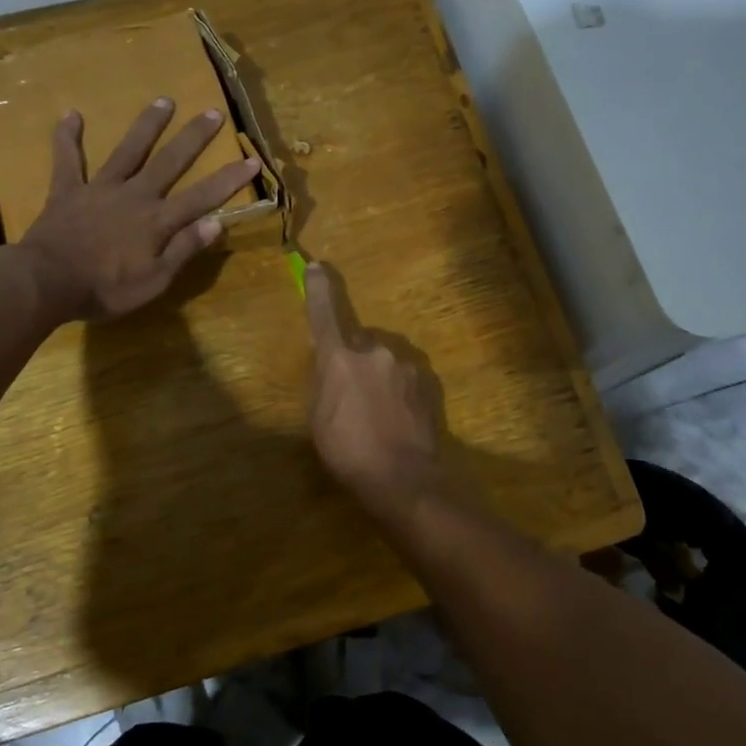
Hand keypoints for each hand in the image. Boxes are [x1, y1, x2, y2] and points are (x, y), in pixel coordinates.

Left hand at [13, 98, 259, 321]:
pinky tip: (70, 114)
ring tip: (164, 100)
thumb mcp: (154, 281)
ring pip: (128, 151)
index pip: (203, 197)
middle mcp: (135, 196)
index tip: (252, 160)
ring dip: (147, 125)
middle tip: (213, 112)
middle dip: (194, 138)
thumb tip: (217, 223)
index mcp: (157, 221)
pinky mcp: (68, 191)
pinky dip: (67, 137)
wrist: (47, 282)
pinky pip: (68, 160)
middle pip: (169, 162)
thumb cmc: (105, 289)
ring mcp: (100, 189)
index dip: (229, 179)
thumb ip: (184, 250)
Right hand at [304, 263, 446, 521]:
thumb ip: (323, 380)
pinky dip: (400, 389)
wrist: (405, 478)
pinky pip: (406, 375)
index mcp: (339, 357)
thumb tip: (329, 361)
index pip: (324, 313)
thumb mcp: (318, 417)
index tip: (317, 267)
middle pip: (359, 343)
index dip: (318, 289)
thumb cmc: (348, 451)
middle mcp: (374, 350)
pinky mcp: (428, 380)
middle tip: (351, 398)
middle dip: (354, 360)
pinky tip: (400, 418)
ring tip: (379, 415)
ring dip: (379, 376)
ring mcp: (406, 364)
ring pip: (384, 360)